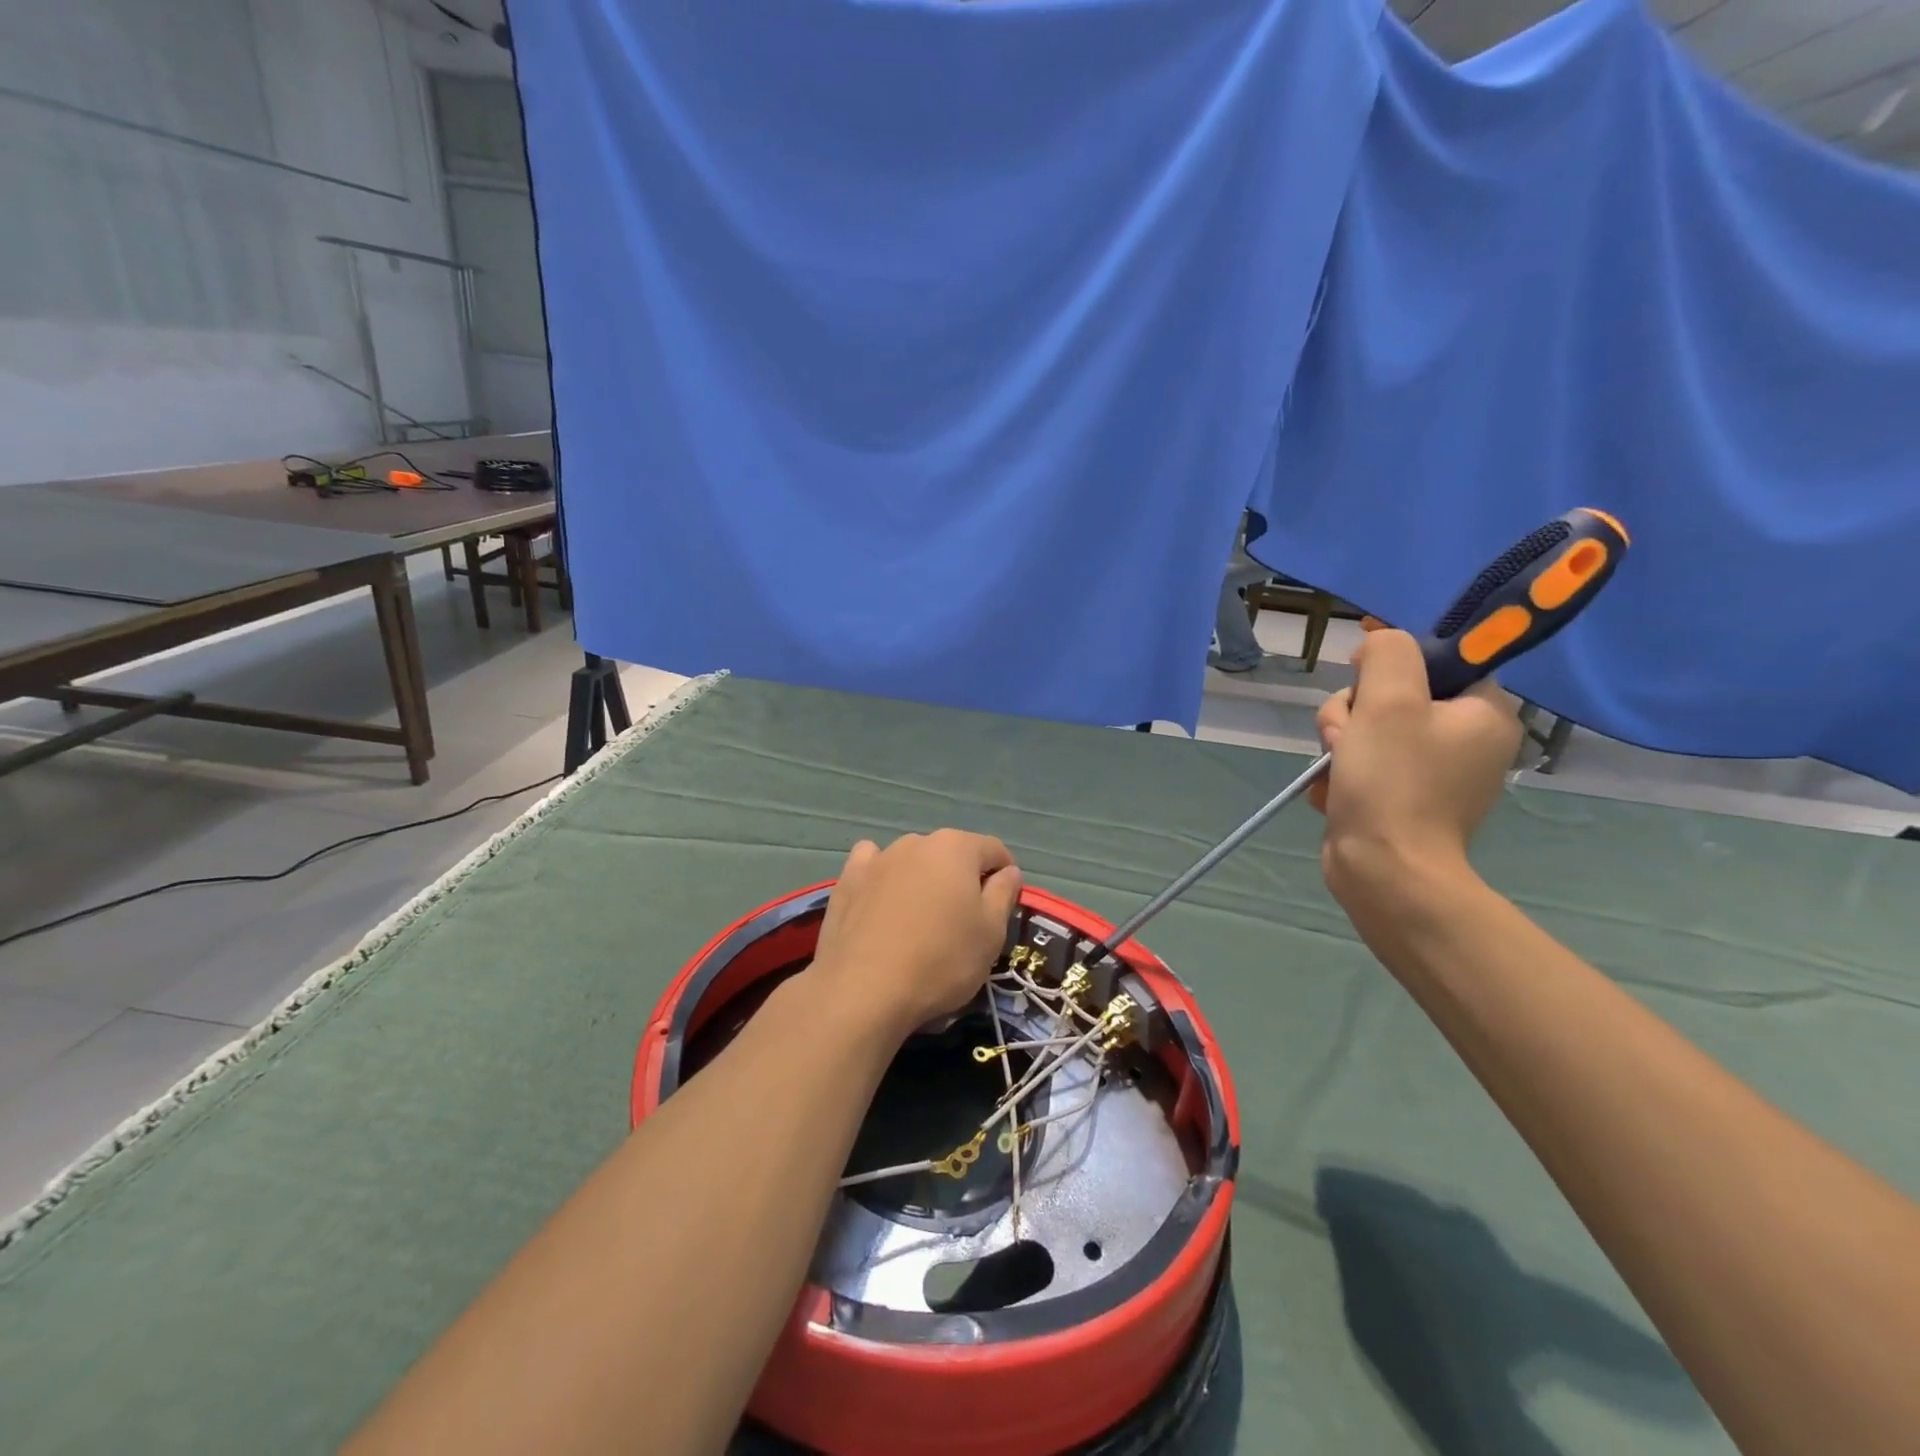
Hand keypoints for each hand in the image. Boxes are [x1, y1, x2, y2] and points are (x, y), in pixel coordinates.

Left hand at [807, 830, 1023, 1043]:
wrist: (864, 989)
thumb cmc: (941, 960)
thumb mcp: (991, 932)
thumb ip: (1003, 894)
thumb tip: (1008, 871)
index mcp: (956, 848)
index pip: (993, 850)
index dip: (1005, 875)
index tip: (1004, 905)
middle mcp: (916, 842)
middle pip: (951, 854)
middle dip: (962, 878)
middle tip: (964, 920)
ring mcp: (878, 858)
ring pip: (912, 860)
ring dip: (922, 879)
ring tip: (921, 918)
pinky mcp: (847, 880)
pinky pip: (873, 866)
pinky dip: (882, 877)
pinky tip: (881, 901)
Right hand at [1310, 629, 1520, 921]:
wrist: (1384, 871)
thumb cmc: (1394, 781)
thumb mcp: (1389, 700)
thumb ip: (1388, 653)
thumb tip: (1378, 646)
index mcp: (1484, 713)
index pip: (1442, 661)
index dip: (1395, 661)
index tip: (1363, 674)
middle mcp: (1467, 741)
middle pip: (1396, 695)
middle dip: (1355, 711)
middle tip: (1345, 736)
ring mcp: (1434, 775)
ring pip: (1371, 730)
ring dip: (1340, 742)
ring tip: (1335, 768)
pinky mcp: (1403, 801)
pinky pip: (1365, 766)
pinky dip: (1342, 774)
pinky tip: (1333, 791)